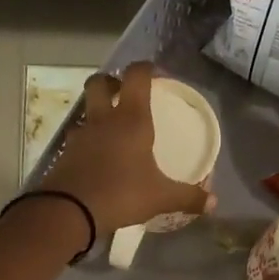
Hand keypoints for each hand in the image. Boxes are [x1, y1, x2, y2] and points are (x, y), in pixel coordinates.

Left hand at [38, 62, 213, 235]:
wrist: (70, 210)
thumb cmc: (121, 193)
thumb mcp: (161, 197)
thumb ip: (188, 197)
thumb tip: (213, 202)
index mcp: (131, 119)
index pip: (136, 76)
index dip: (146, 68)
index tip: (157, 74)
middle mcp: (103, 120)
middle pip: (100, 82)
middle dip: (111, 82)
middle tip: (124, 94)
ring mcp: (80, 135)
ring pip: (86, 110)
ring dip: (97, 112)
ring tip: (112, 129)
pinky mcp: (65, 154)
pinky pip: (77, 137)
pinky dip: (87, 140)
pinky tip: (97, 157)